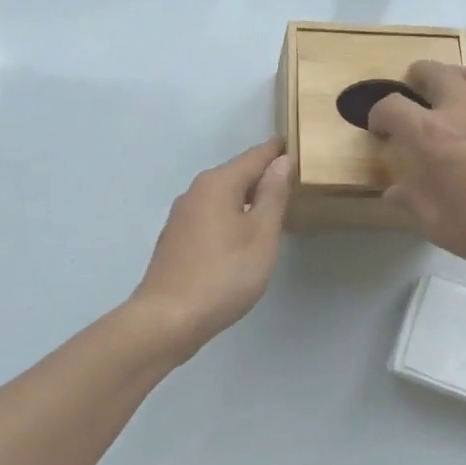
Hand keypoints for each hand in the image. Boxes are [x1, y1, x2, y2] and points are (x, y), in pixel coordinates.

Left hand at [133, 139, 292, 351]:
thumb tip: (281, 161)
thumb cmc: (224, 274)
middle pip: (235, 174)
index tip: (297, 145)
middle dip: (262, 174)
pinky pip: (211, 215)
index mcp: (217, 184)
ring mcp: (181, 217)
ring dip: (246, 197)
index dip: (277, 151)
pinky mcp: (176, 240)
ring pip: (222, 196)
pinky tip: (242, 235)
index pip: (254, 156)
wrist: (168, 319)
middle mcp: (195, 192)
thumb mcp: (261, 234)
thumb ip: (273, 195)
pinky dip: (231, 215)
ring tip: (272, 206)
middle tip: (292, 179)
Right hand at [369, 63, 465, 274]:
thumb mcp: (441, 227)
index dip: (379, 114)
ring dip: (454, 77)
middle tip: (413, 93)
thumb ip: (414, 203)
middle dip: (416, 77)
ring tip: (452, 95)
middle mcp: (463, 109)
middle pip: (434, 71)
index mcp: (432, 135)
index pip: (392, 107)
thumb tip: (394, 191)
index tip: (380, 129)